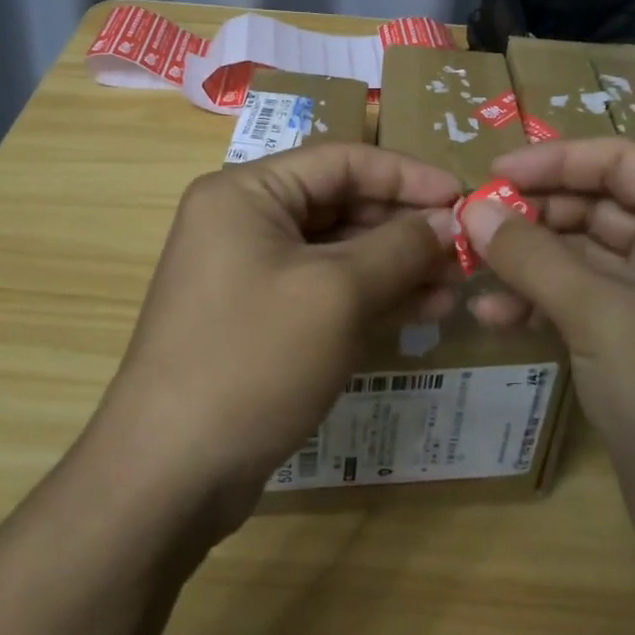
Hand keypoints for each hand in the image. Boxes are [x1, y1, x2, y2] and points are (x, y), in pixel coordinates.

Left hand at [91, 144, 460, 532]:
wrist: (171, 473)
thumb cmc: (254, 358)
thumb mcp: (337, 294)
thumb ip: (398, 248)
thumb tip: (446, 221)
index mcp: (246, 193)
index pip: (340, 160)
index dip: (406, 175)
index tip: (461, 196)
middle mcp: (244, 222)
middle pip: (340, 205)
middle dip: (403, 227)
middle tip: (463, 249)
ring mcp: (249, 274)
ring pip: (338, 253)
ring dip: (396, 266)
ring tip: (454, 286)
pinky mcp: (260, 319)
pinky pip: (325, 291)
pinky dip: (371, 298)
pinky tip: (423, 311)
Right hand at [459, 138, 634, 595]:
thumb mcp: (601, 315)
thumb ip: (532, 255)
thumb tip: (472, 208)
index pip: (622, 161)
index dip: (556, 160)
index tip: (493, 172)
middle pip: (599, 207)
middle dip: (534, 215)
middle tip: (472, 224)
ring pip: (584, 258)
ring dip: (529, 262)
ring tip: (472, 273)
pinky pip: (583, 303)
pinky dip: (541, 304)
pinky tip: (496, 318)